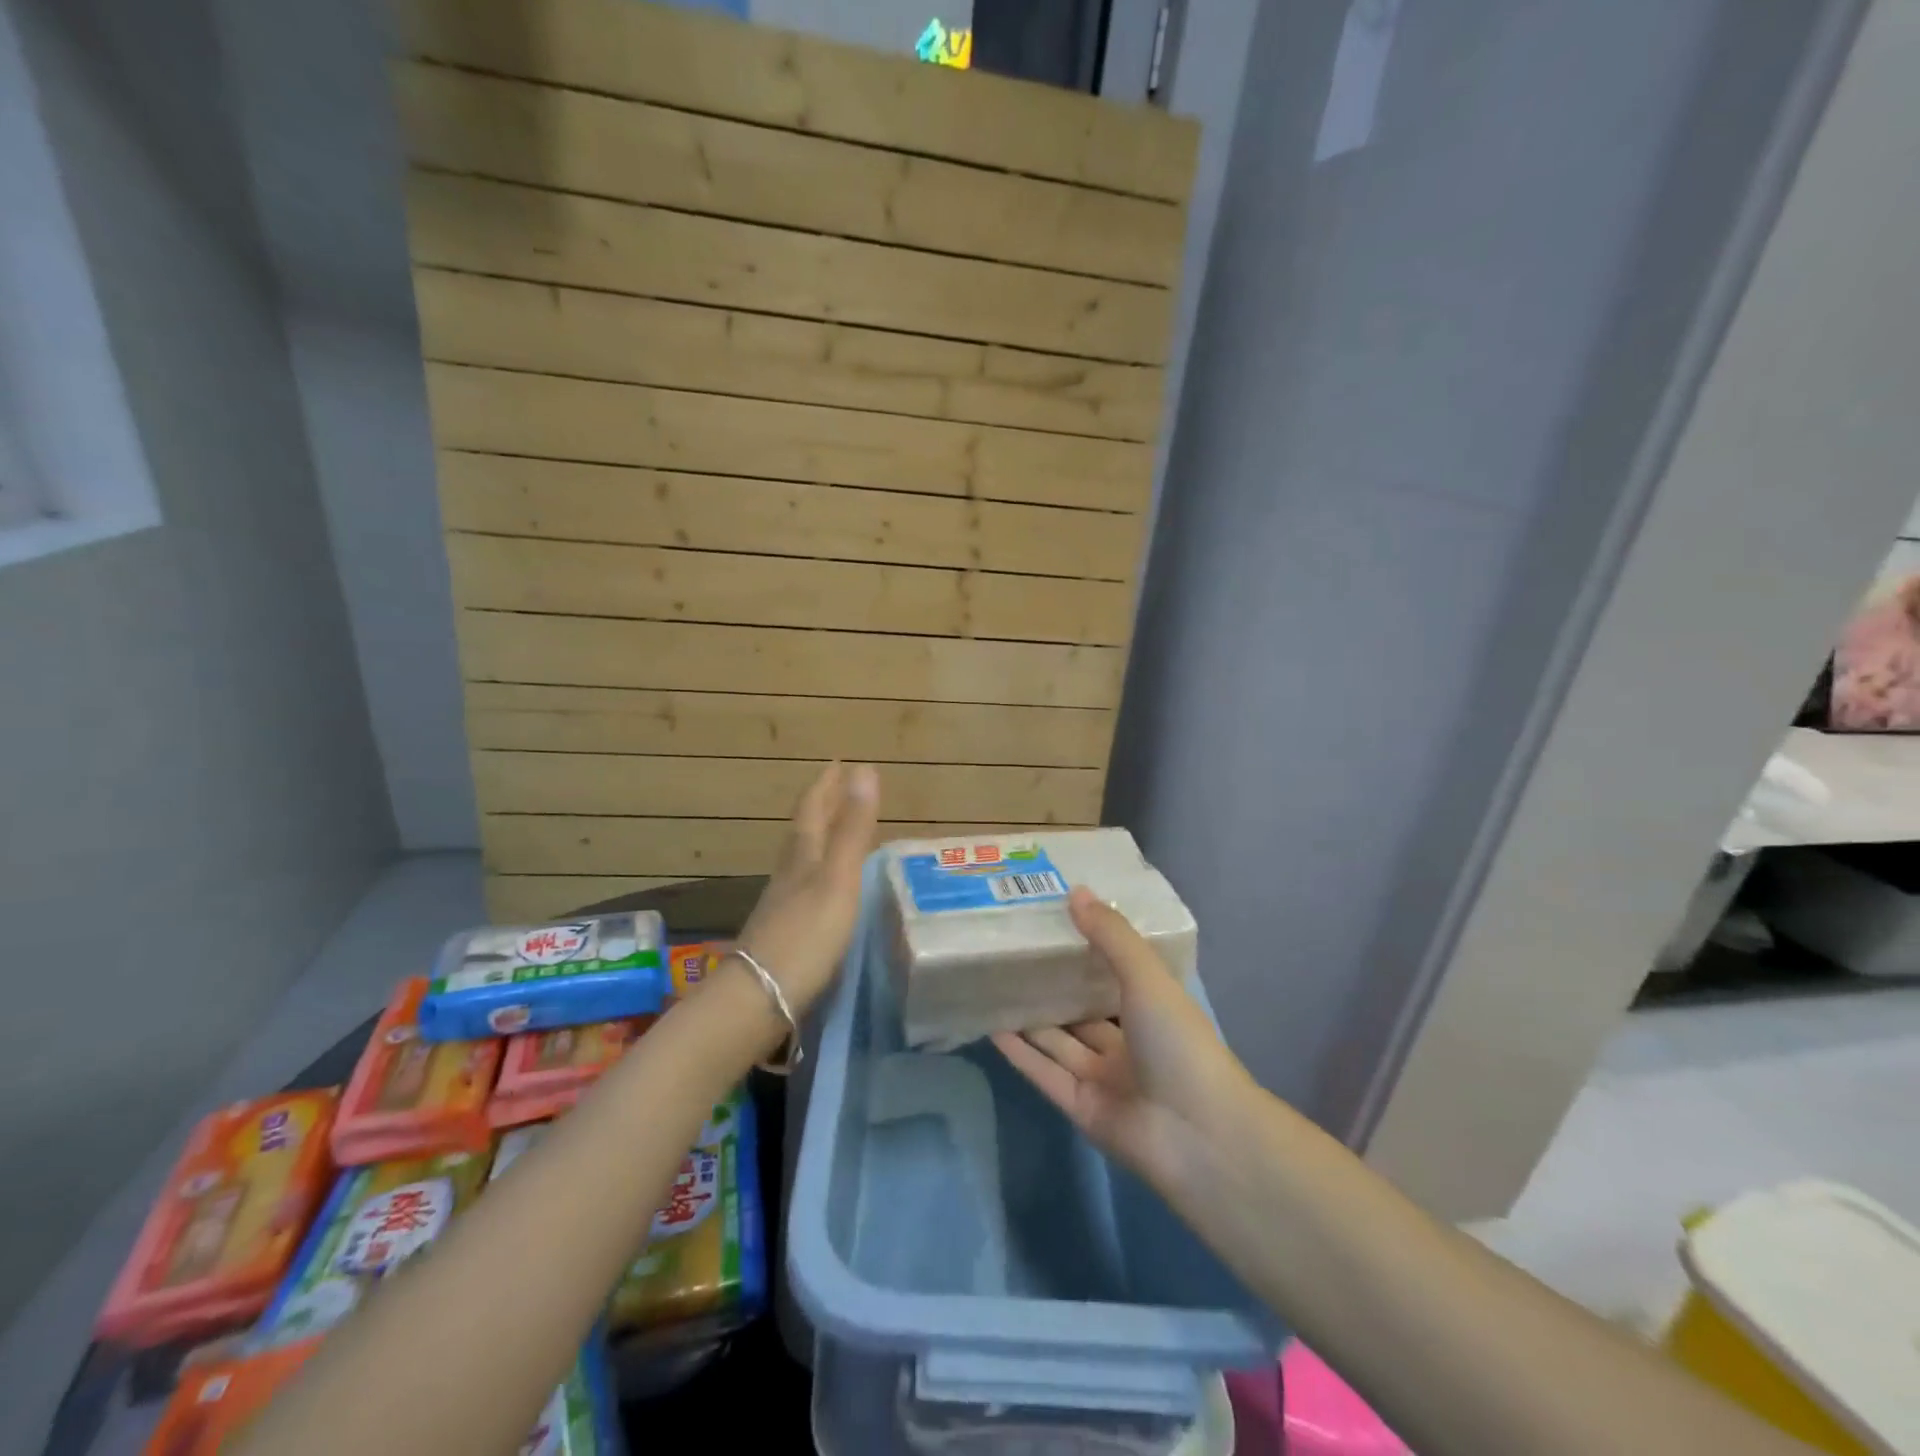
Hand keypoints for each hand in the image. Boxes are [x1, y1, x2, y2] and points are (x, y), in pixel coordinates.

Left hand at [734, 762, 879, 1014]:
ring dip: (818, 839)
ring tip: (835, 832)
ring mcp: (782, 907)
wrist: (758, 1000)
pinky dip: (817, 875)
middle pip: (804, 832)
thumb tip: (863, 769)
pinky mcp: (782, 934)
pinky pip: (802, 889)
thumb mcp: (838, 880)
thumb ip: (852, 829)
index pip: (813, 810)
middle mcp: (788, 876)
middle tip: (838, 788)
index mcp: (803, 858)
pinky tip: (823, 890)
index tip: (838, 762)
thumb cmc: (805, 936)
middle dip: (821, 807)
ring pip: (800, 860)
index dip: (826, 785)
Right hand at [993, 887, 1253, 1190]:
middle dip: (1051, 985)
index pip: (1113, 974)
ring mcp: (1102, 1078)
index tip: (1052, 922)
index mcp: (1151, 1010)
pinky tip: (992, 1028)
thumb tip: (1075, 891)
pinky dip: (1020, 1053)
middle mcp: (1126, 1043)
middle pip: (1081, 1010)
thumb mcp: (1146, 977)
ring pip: (1058, 1041)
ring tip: (994, 985)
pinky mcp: (1080, 1107)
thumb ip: (1110, 936)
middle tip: (1011, 952)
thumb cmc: (1179, 1043)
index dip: (1086, 950)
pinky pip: (1044, 1073)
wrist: (1197, 1135)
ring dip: (1030, 1017)